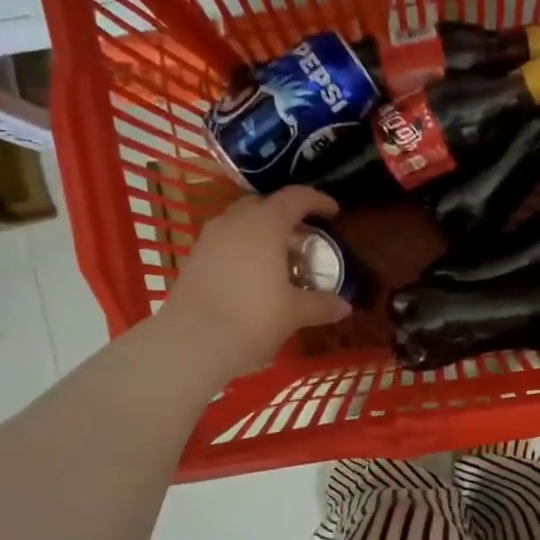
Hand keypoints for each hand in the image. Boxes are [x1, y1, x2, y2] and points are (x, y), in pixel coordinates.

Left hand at [156, 187, 351, 379]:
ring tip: (277, 256)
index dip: (317, 201)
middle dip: (285, 214)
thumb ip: (321, 304)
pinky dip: (242, 248)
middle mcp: (235, 221)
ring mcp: (209, 238)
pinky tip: (252, 274)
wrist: (194, 341)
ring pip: (240, 222)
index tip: (333, 212)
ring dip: (260, 231)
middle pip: (263, 204)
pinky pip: (224, 241)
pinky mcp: (194, 258)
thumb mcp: (294, 312)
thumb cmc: (253, 317)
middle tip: (303, 236)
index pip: (295, 198)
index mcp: (265, 224)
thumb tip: (345, 306)